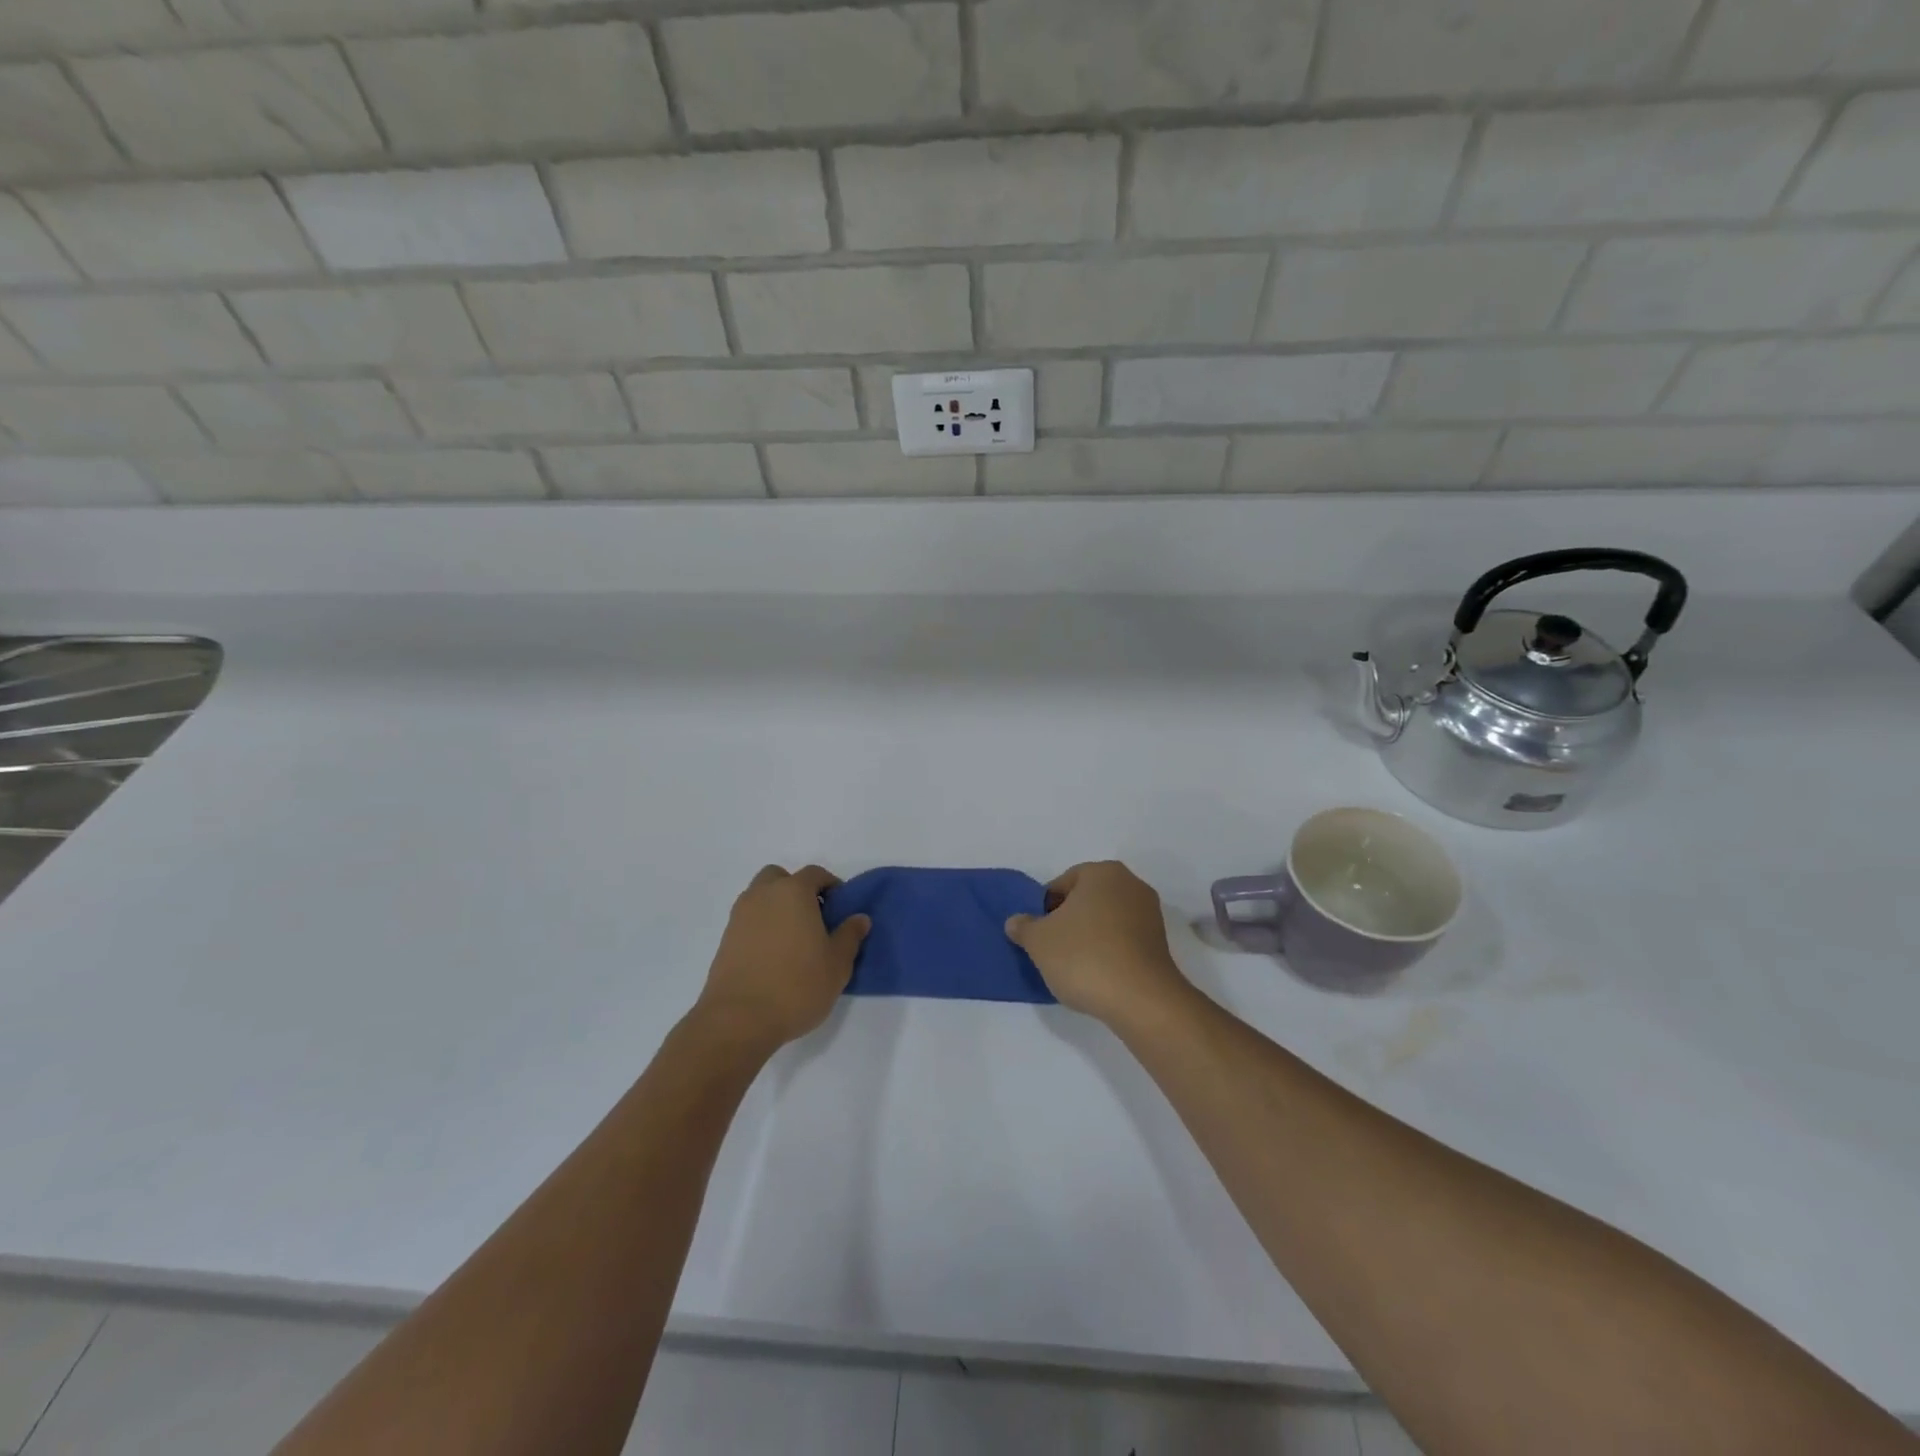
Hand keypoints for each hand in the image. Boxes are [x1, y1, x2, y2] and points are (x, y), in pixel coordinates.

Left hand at [696, 865, 868, 1051]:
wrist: (738, 1019)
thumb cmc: (797, 985)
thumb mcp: (837, 964)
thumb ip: (850, 936)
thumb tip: (859, 918)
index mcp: (793, 892)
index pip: (815, 874)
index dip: (831, 886)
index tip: (840, 908)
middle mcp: (763, 896)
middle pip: (780, 878)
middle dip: (796, 889)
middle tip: (812, 917)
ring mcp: (740, 917)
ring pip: (760, 897)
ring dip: (776, 907)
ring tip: (793, 940)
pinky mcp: (725, 940)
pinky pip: (748, 921)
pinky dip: (761, 927)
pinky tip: (773, 957)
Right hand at [1004, 861, 1190, 1029]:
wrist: (1141, 1000)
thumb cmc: (1084, 957)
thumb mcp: (1039, 941)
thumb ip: (1023, 926)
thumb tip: (1016, 922)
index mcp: (1102, 872)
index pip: (1062, 884)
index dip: (1044, 909)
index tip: (1039, 936)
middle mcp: (1130, 884)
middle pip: (1086, 900)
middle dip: (1068, 921)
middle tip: (1053, 950)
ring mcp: (1149, 913)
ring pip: (1105, 920)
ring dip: (1089, 937)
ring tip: (1075, 967)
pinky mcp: (1160, 942)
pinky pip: (1123, 940)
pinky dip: (1109, 952)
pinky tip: (1098, 975)